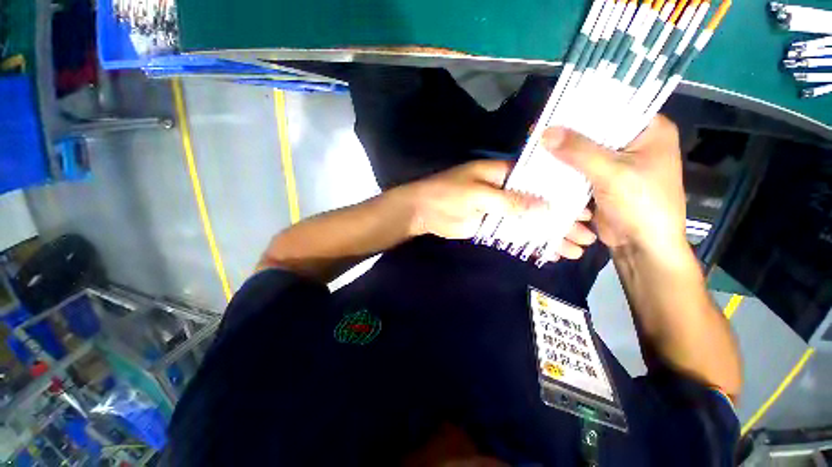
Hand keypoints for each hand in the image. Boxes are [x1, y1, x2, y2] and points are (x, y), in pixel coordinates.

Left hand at [398, 160, 597, 258]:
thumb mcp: (479, 194)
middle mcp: (505, 191)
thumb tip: (547, 208)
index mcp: (504, 175)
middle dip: (563, 221)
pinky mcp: (491, 226)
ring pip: (530, 223)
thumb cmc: (448, 195)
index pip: (541, 182)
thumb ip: (511, 202)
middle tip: (587, 237)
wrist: (422, 211)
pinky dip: (530, 242)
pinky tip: (548, 252)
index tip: (586, 210)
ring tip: (575, 250)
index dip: (563, 196)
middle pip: (539, 205)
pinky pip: (515, 234)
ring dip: (550, 235)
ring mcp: (499, 210)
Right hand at [542, 116, 686, 257]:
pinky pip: (578, 168)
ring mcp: (616, 163)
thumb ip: (579, 151)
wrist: (642, 245)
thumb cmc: (641, 205)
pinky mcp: (601, 180)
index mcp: (650, 130)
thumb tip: (545, 132)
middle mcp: (633, 143)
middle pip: (595, 130)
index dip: (582, 108)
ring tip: (536, 148)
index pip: (613, 108)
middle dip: (568, 133)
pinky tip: (544, 167)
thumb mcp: (612, 173)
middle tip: (539, 132)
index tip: (553, 111)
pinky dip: (563, 169)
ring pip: (584, 150)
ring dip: (562, 152)